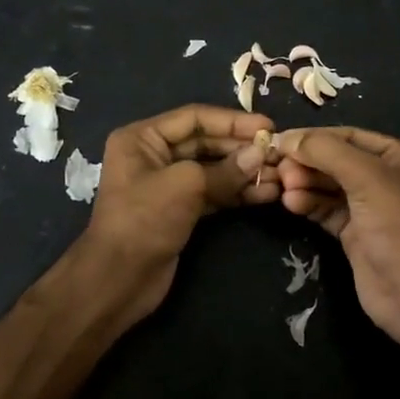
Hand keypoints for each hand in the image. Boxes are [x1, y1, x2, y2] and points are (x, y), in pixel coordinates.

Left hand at [78, 104, 278, 322]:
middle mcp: (153, 154)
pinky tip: (266, 193)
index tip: (268, 126)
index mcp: (142, 137)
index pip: (195, 118)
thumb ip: (225, 169)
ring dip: (245, 172)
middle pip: (206, 142)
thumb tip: (260, 155)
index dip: (233, 121)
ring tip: (280, 175)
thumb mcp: (184, 186)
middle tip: (278, 153)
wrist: (119, 280)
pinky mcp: (180, 210)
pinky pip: (213, 192)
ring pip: (213, 169)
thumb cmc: (144, 221)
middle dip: (242, 148)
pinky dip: (238, 192)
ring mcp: (167, 184)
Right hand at [236, 126, 399, 342]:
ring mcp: (372, 206)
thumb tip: (287, 138)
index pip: (351, 136)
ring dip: (305, 183)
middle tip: (280, 168)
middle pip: (338, 160)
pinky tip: (290, 203)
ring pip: (330, 185)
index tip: (280, 140)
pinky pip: (327, 209)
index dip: (315, 137)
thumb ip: (326, 151)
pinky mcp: (356, 232)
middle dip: (308, 163)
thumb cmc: (399, 225)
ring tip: (284, 187)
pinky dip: (309, 203)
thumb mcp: (367, 178)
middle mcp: (389, 177)